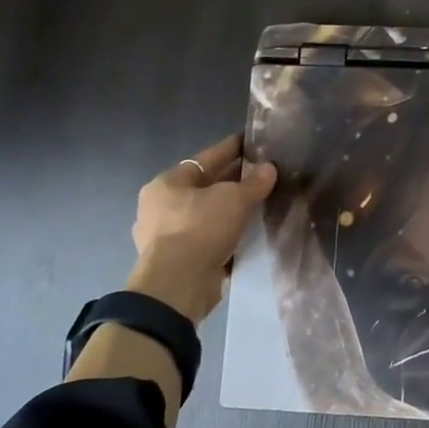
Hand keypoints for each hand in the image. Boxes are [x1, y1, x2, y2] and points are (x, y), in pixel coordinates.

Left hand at [129, 134, 276, 321]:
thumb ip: (253, 183)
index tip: (250, 142)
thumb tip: (269, 168)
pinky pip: (203, 238)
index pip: (205, 159)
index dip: (230, 149)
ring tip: (255, 204)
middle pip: (202, 187)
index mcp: (166, 184)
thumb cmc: (200, 229)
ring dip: (226, 210)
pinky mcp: (174, 261)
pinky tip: (243, 233)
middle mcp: (159, 207)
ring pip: (203, 214)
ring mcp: (163, 237)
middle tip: (258, 174)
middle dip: (230, 181)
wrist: (177, 285)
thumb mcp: (234, 199)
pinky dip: (221, 234)